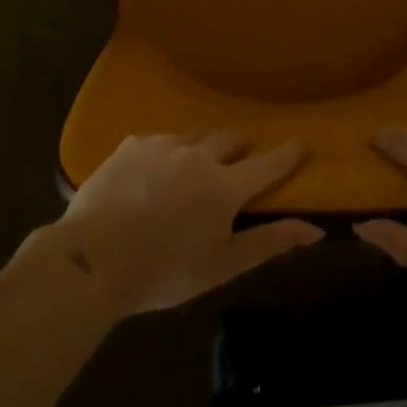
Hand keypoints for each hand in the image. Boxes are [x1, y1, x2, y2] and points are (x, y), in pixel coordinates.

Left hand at [47, 133, 324, 315]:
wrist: (92, 259)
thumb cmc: (163, 271)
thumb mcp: (221, 266)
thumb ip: (269, 243)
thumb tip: (314, 229)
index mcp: (224, 186)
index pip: (268, 164)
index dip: (288, 155)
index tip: (303, 143)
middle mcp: (198, 154)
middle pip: (231, 139)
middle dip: (242, 149)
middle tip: (239, 164)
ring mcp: (163, 144)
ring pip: (196, 134)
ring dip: (205, 147)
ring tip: (196, 168)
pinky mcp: (133, 143)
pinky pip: (161, 139)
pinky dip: (169, 152)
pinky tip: (155, 172)